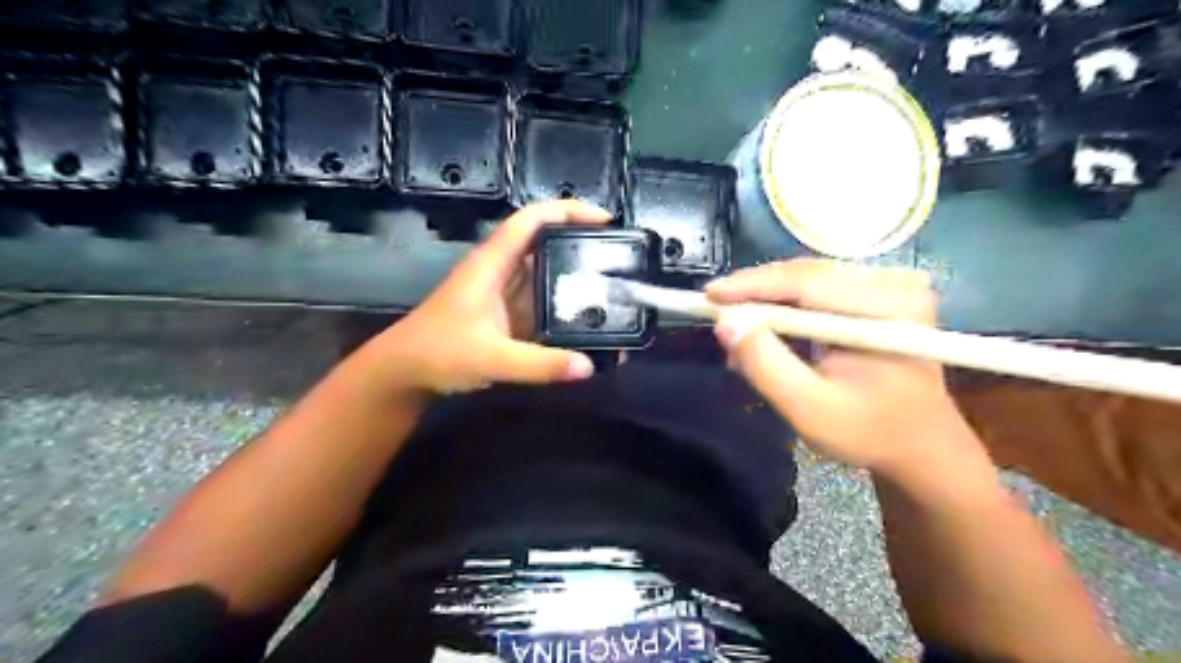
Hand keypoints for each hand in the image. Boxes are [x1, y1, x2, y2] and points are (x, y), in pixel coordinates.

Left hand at [352, 201, 607, 399]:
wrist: (404, 374)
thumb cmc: (438, 353)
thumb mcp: (491, 358)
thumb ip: (539, 364)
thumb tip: (589, 366)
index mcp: (492, 263)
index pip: (532, 220)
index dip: (568, 211)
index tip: (605, 221)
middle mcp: (501, 271)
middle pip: (546, 244)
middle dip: (582, 246)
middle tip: (620, 261)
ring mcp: (504, 295)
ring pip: (547, 275)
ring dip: (577, 280)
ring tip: (614, 290)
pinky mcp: (507, 316)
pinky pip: (543, 304)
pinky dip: (566, 309)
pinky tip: (589, 323)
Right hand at [706, 260, 982, 477]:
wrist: (918, 443)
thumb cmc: (867, 432)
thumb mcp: (809, 409)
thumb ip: (765, 366)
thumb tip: (724, 323)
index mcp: (890, 309)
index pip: (807, 283)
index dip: (752, 286)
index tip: (708, 294)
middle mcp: (894, 283)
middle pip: (806, 275)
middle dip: (756, 294)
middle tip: (716, 313)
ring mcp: (889, 284)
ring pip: (806, 279)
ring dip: (767, 303)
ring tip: (736, 329)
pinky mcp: (878, 292)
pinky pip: (818, 289)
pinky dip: (786, 308)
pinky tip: (764, 329)